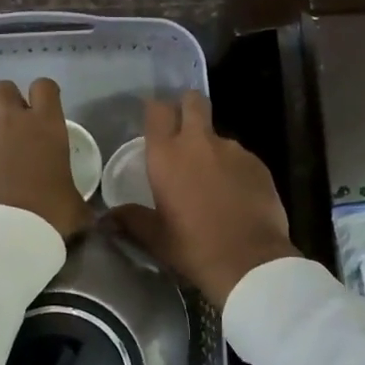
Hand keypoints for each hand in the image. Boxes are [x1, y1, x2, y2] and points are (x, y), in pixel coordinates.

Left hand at [0, 78, 91, 239]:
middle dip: (10, 100)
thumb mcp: (75, 206)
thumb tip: (87, 215)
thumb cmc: (49, 212)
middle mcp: (12, 123)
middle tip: (19, 124)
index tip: (49, 109)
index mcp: (46, 125)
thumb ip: (77, 200)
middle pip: (3, 88)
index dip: (47, 94)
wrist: (3, 234)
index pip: (44, 86)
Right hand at [109, 92, 299, 307]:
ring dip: (211, 148)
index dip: (156, 110)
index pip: (158, 111)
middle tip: (183, 128)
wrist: (250, 262)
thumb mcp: (156, 237)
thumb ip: (131, 220)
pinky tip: (234, 195)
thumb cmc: (194, 247)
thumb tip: (106, 218)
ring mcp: (233, 150)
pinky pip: (240, 157)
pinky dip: (234, 169)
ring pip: (217, 135)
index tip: (154, 119)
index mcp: (167, 155)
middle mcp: (199, 143)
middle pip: (193, 102)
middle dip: (187, 107)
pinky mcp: (258, 164)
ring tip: (211, 180)